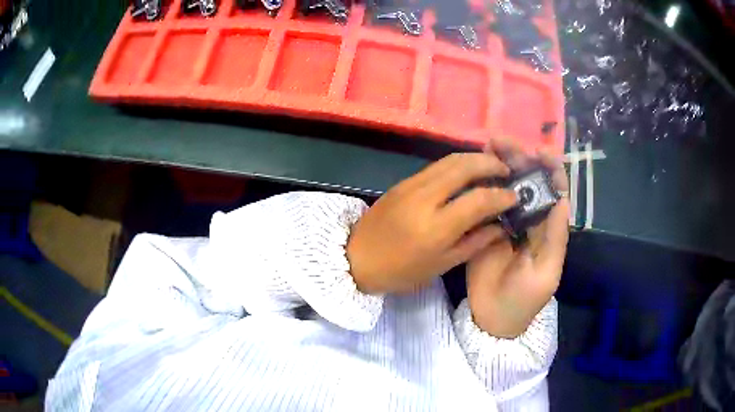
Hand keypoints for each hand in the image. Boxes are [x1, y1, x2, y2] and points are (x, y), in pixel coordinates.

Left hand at [347, 153, 517, 293]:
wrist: (355, 258)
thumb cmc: (400, 271)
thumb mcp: (441, 265)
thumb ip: (475, 242)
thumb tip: (501, 225)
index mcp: (436, 228)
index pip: (479, 200)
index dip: (502, 195)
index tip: (515, 196)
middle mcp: (424, 198)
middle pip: (464, 167)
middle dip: (491, 163)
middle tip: (507, 170)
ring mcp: (411, 185)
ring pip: (450, 160)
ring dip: (475, 158)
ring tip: (491, 166)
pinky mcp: (402, 181)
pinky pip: (436, 165)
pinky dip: (457, 163)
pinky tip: (467, 171)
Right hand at [467, 139, 569, 338]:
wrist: (492, 318)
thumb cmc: (524, 299)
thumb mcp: (547, 273)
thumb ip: (556, 238)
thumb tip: (562, 198)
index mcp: (549, 228)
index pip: (555, 192)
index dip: (551, 169)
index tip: (540, 151)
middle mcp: (529, 219)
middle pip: (528, 182)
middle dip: (520, 159)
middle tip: (502, 141)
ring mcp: (505, 222)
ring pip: (506, 187)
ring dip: (500, 165)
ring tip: (487, 146)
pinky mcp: (483, 228)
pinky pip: (484, 201)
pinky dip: (481, 183)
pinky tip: (472, 170)